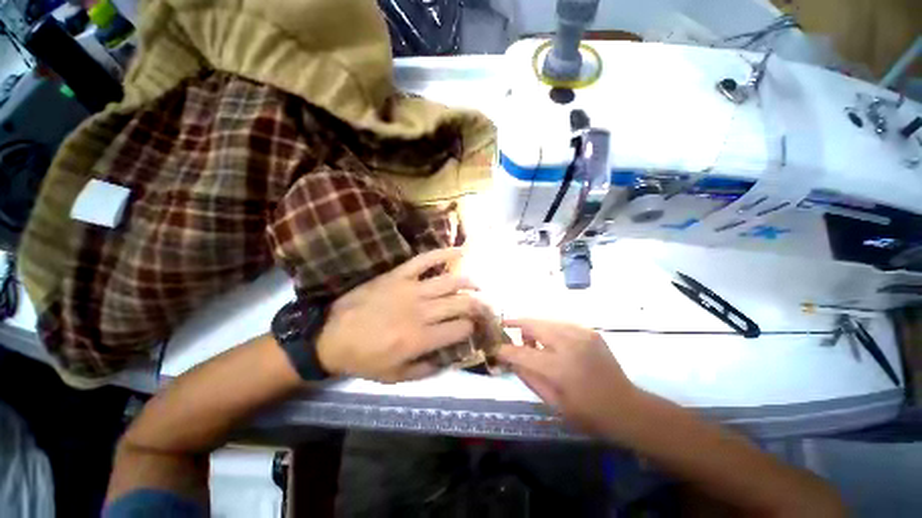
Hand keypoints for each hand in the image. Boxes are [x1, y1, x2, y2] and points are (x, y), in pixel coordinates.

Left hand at [317, 248, 487, 383]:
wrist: (330, 336)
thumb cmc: (364, 359)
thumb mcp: (396, 376)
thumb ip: (427, 370)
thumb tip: (452, 360)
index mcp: (421, 338)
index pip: (460, 329)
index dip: (472, 329)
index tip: (475, 328)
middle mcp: (421, 312)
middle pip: (461, 304)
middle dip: (478, 305)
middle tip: (485, 305)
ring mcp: (410, 289)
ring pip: (450, 281)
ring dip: (469, 282)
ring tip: (478, 285)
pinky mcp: (399, 275)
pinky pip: (424, 260)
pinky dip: (443, 253)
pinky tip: (459, 251)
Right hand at [497, 320, 636, 433]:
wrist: (628, 408)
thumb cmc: (588, 414)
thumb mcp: (553, 403)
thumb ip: (528, 377)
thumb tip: (511, 360)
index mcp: (559, 368)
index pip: (521, 352)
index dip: (504, 350)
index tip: (494, 348)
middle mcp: (569, 344)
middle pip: (533, 324)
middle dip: (517, 325)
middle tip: (508, 330)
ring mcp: (582, 334)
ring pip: (545, 320)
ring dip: (534, 327)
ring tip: (532, 341)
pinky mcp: (590, 331)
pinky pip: (561, 324)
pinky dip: (550, 330)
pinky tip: (553, 342)